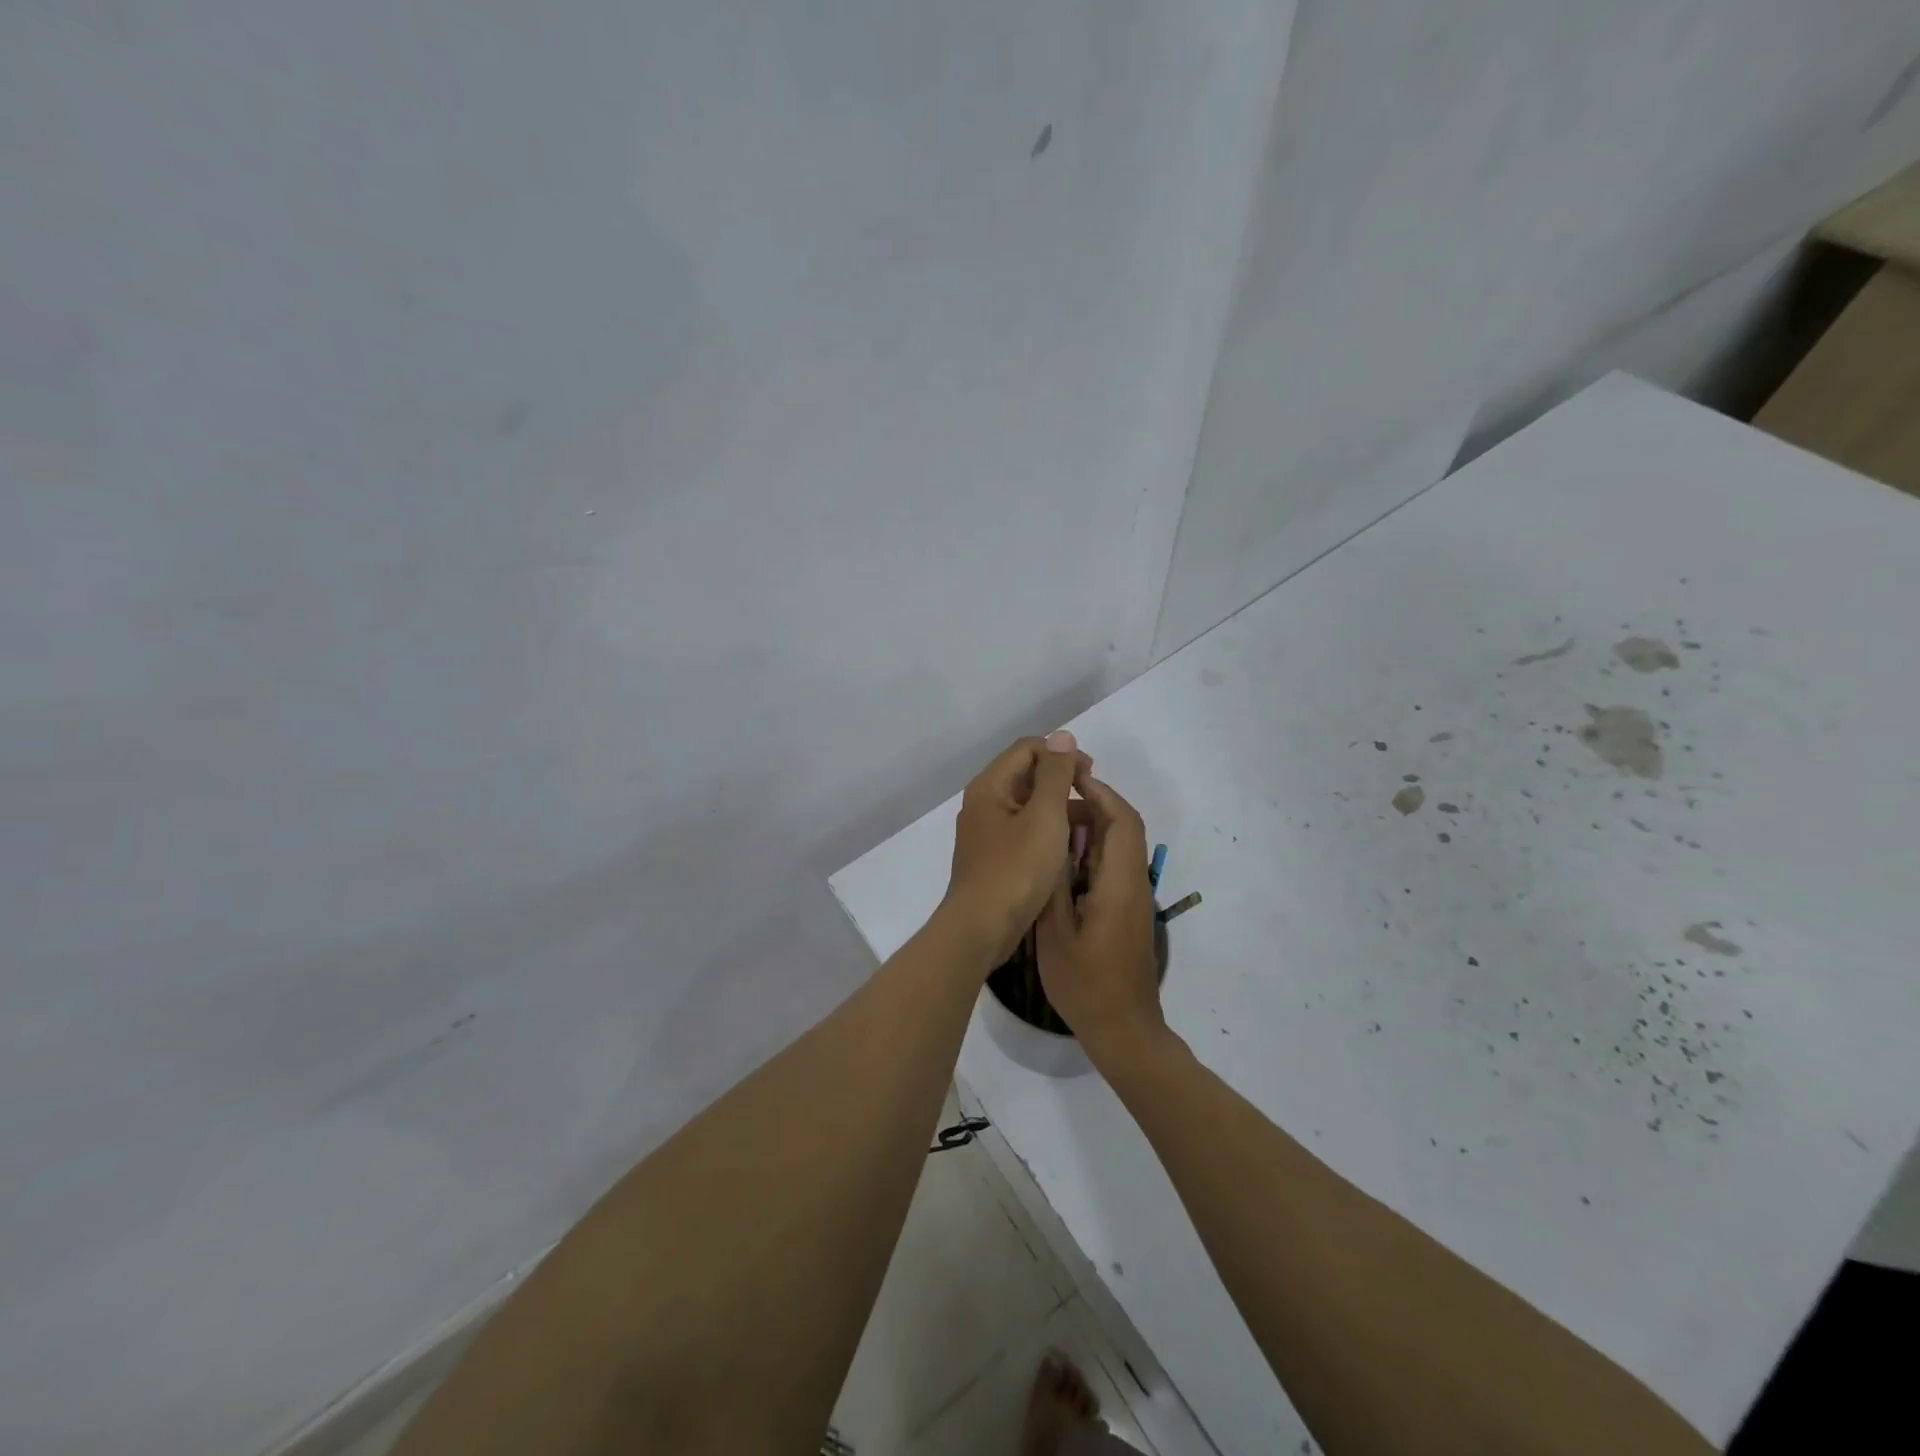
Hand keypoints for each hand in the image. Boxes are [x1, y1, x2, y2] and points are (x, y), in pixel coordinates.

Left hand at [943, 731, 1092, 968]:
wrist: (982, 927)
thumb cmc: (1016, 869)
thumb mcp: (1044, 816)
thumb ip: (1055, 774)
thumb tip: (1062, 736)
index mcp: (990, 786)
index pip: (1027, 748)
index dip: (1061, 754)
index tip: (1090, 776)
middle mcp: (982, 803)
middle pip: (1025, 774)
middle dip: (1060, 781)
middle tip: (1090, 800)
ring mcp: (985, 831)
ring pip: (1025, 804)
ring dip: (1055, 807)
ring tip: (1085, 826)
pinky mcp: (991, 856)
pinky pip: (1021, 830)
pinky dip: (1044, 830)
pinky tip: (1065, 848)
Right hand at [1036, 774, 1167, 1064]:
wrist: (1123, 1031)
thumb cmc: (1086, 985)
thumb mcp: (1055, 934)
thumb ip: (1053, 885)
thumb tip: (1051, 841)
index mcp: (1120, 884)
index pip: (1122, 822)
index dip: (1099, 793)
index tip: (1070, 778)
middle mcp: (1133, 884)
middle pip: (1123, 829)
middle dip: (1092, 805)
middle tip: (1053, 800)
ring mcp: (1132, 899)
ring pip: (1119, 847)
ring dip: (1091, 828)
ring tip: (1051, 826)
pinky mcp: (1126, 912)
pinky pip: (1113, 867)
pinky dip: (1091, 852)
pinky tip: (1061, 862)